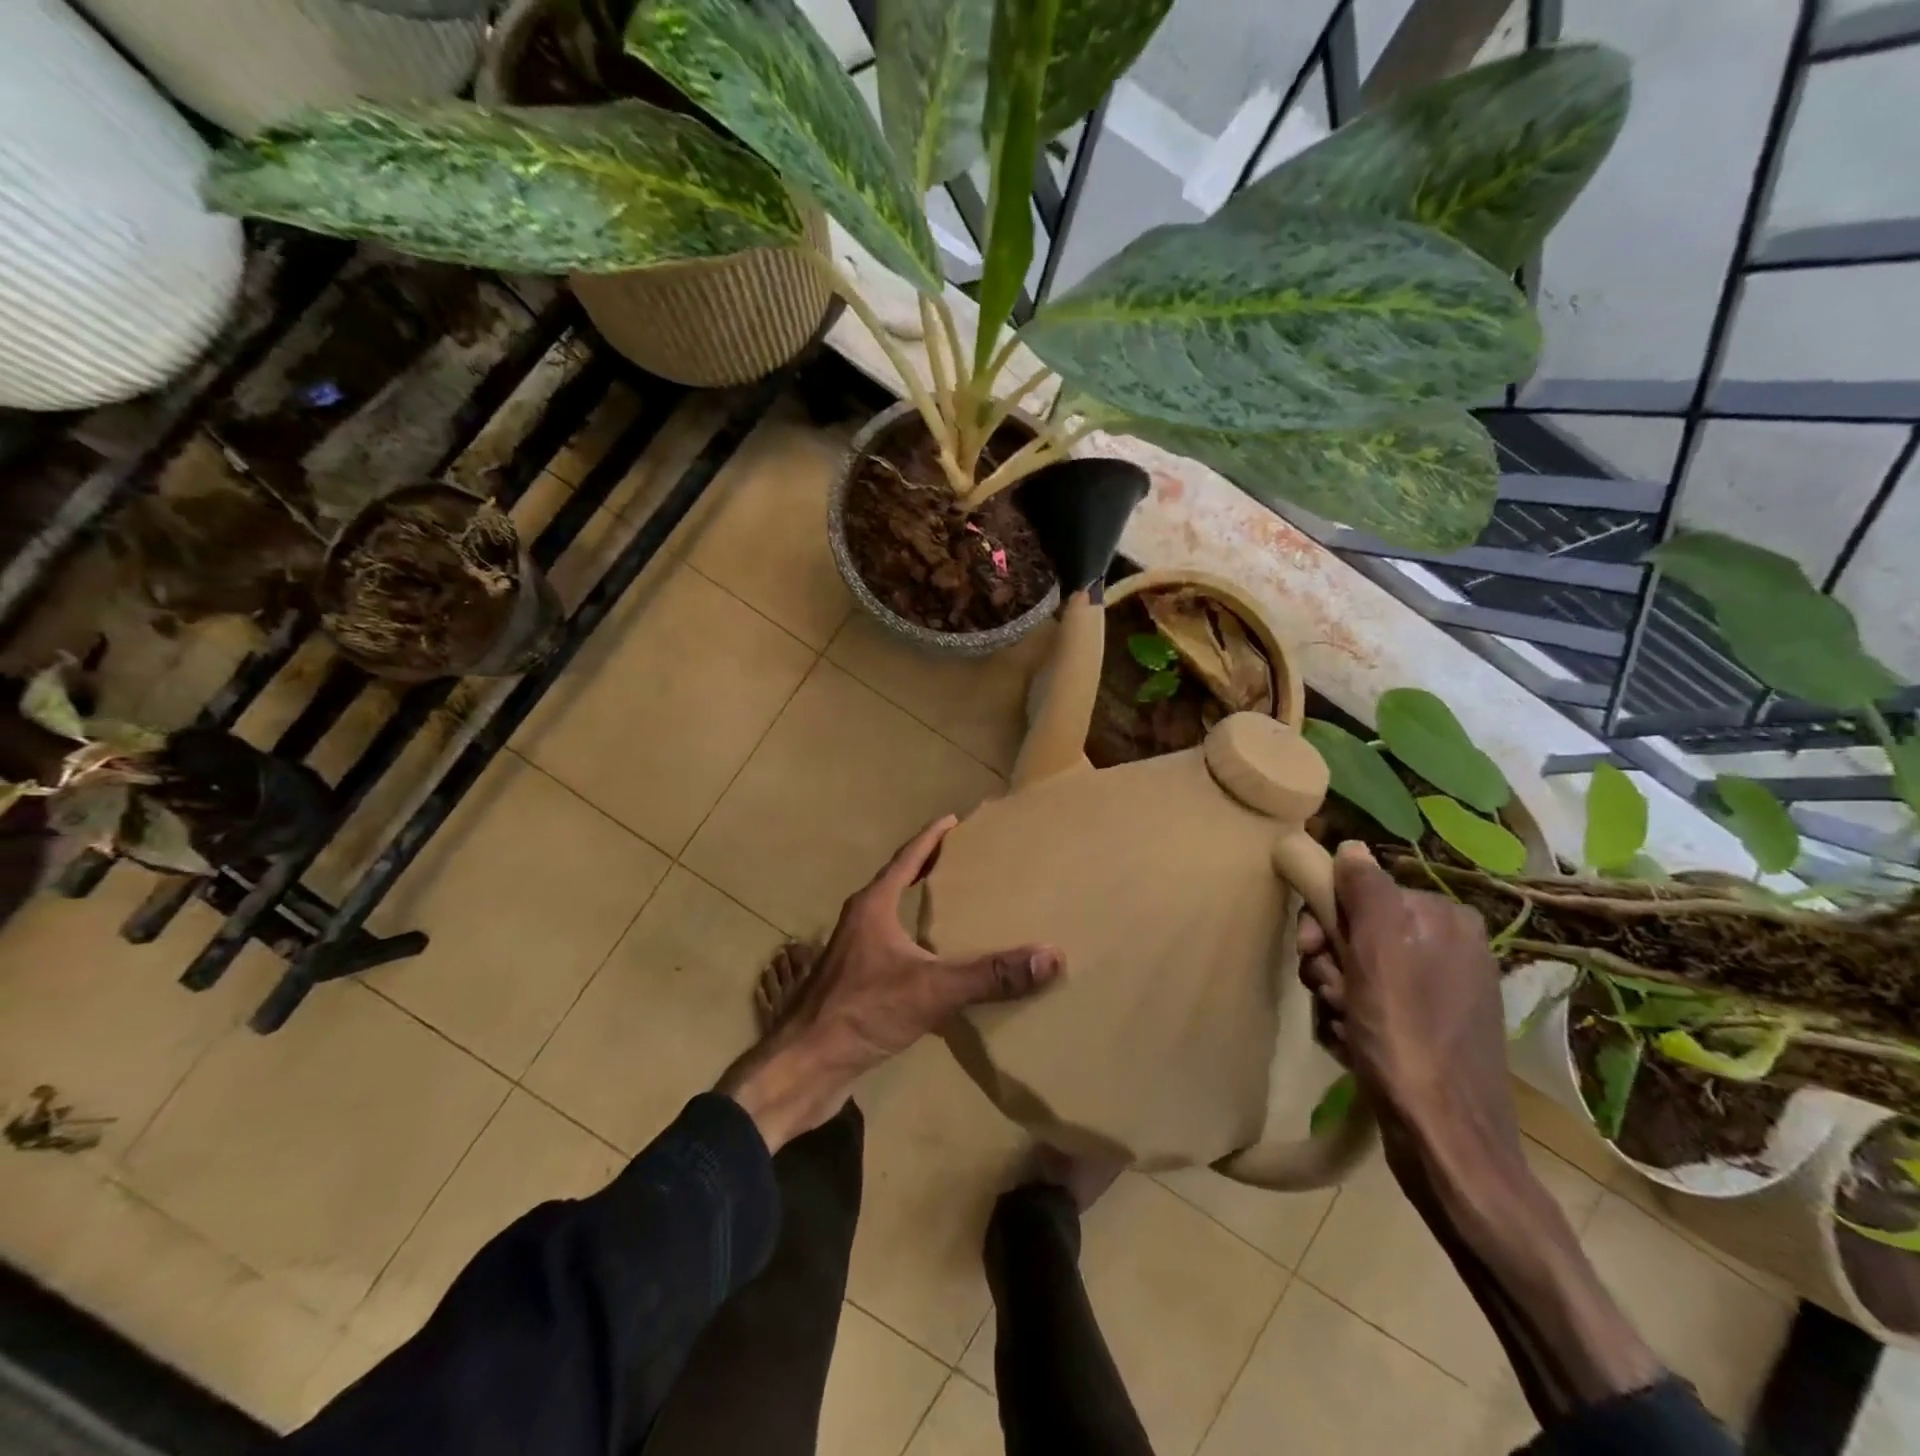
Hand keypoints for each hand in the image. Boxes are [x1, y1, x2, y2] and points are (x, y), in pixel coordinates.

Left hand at [719, 816, 1063, 1149]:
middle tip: (966, 862)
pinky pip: (893, 952)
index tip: (955, 820)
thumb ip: (989, 974)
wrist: (804, 1068)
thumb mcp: (932, 989)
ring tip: (958, 909)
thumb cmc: (861, 1012)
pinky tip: (939, 966)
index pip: (907, 858)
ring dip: (921, 909)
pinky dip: (917, 946)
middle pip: (898, 883)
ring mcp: (854, 955)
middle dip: (929, 869)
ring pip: (893, 919)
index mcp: (873, 906)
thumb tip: (1050, 956)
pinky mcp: (854, 986)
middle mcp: (861, 922)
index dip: (932, 837)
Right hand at [1297, 842, 1523, 1180]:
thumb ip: (1366, 894)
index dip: (1325, 919)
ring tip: (1345, 1027)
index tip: (1312, 953)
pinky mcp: (1431, 1027)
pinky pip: (1372, 1002)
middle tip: (1331, 994)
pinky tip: (1354, 1044)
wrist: (1447, 1142)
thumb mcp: (1378, 956)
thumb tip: (1351, 846)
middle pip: (1356, 931)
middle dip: (1330, 963)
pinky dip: (1353, 1020)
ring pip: (1356, 968)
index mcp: (1444, 920)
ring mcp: (1442, 989)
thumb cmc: (1407, 1040)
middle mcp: (1448, 947)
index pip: (1360, 892)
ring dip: (1336, 994)